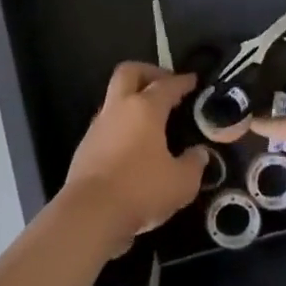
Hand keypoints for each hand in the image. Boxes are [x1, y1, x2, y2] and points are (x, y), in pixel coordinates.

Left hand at [59, 63, 207, 251]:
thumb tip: (199, 153)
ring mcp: (98, 126)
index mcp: (145, 108)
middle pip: (129, 72)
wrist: (90, 214)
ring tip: (152, 119)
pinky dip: (122, 124)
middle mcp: (119, 108)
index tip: (193, 80)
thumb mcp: (182, 183)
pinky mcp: (85, 146)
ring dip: (132, 100)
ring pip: (115, 98)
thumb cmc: (141, 190)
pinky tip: (134, 144)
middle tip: (165, 84)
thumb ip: (194, 164)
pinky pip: (107, 123)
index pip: (166, 85)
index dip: (182, 81)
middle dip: (148, 72)